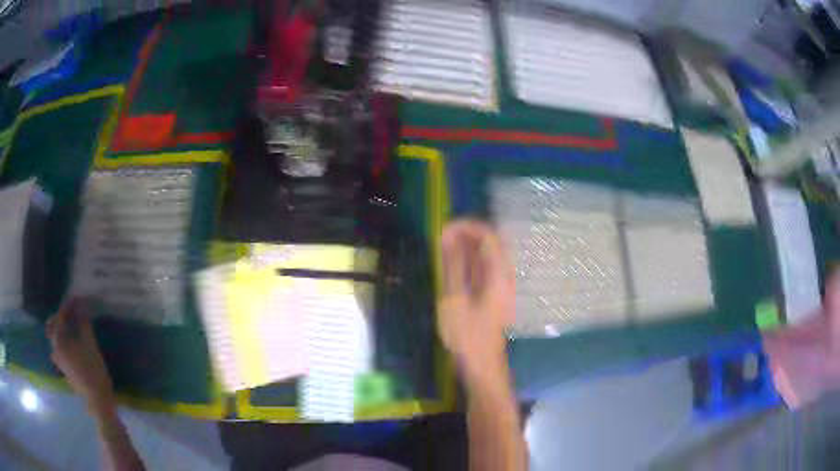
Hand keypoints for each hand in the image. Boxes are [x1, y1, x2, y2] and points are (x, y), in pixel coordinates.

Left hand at [46, 299, 115, 415]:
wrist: (98, 400)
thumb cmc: (93, 370)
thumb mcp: (90, 345)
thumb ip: (84, 323)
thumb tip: (82, 304)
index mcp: (59, 341)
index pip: (60, 317)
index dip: (68, 306)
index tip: (77, 298)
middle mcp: (55, 349)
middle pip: (54, 327)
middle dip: (62, 317)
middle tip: (72, 311)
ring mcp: (59, 361)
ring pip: (56, 339)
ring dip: (62, 330)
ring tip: (72, 326)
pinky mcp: (64, 369)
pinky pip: (60, 349)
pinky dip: (64, 341)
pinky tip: (72, 343)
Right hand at [439, 220, 514, 379]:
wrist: (482, 366)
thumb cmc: (467, 336)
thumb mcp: (455, 299)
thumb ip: (453, 265)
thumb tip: (448, 235)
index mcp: (499, 276)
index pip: (490, 237)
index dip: (468, 227)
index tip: (445, 228)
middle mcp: (506, 277)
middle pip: (494, 242)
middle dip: (469, 234)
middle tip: (444, 236)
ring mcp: (503, 286)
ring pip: (490, 254)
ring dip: (469, 246)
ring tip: (445, 247)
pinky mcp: (496, 294)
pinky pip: (487, 268)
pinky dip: (471, 261)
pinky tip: (455, 265)